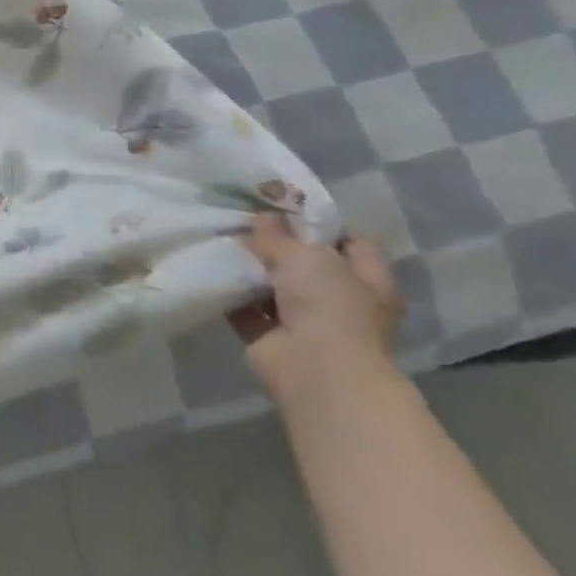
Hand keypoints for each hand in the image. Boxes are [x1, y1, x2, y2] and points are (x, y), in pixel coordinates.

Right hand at [231, 213, 403, 415]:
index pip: (350, 241)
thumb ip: (279, 235)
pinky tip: (208, 267)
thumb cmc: (329, 306)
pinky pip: (246, 307)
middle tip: (243, 219)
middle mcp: (340, 300)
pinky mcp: (271, 337)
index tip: (284, 206)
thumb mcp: (305, 255)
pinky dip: (229, 292)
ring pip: (273, 285)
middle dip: (276, 244)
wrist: (315, 370)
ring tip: (218, 237)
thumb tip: (262, 216)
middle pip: (306, 263)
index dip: (320, 222)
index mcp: (367, 280)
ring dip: (249, 268)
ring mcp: (306, 321)